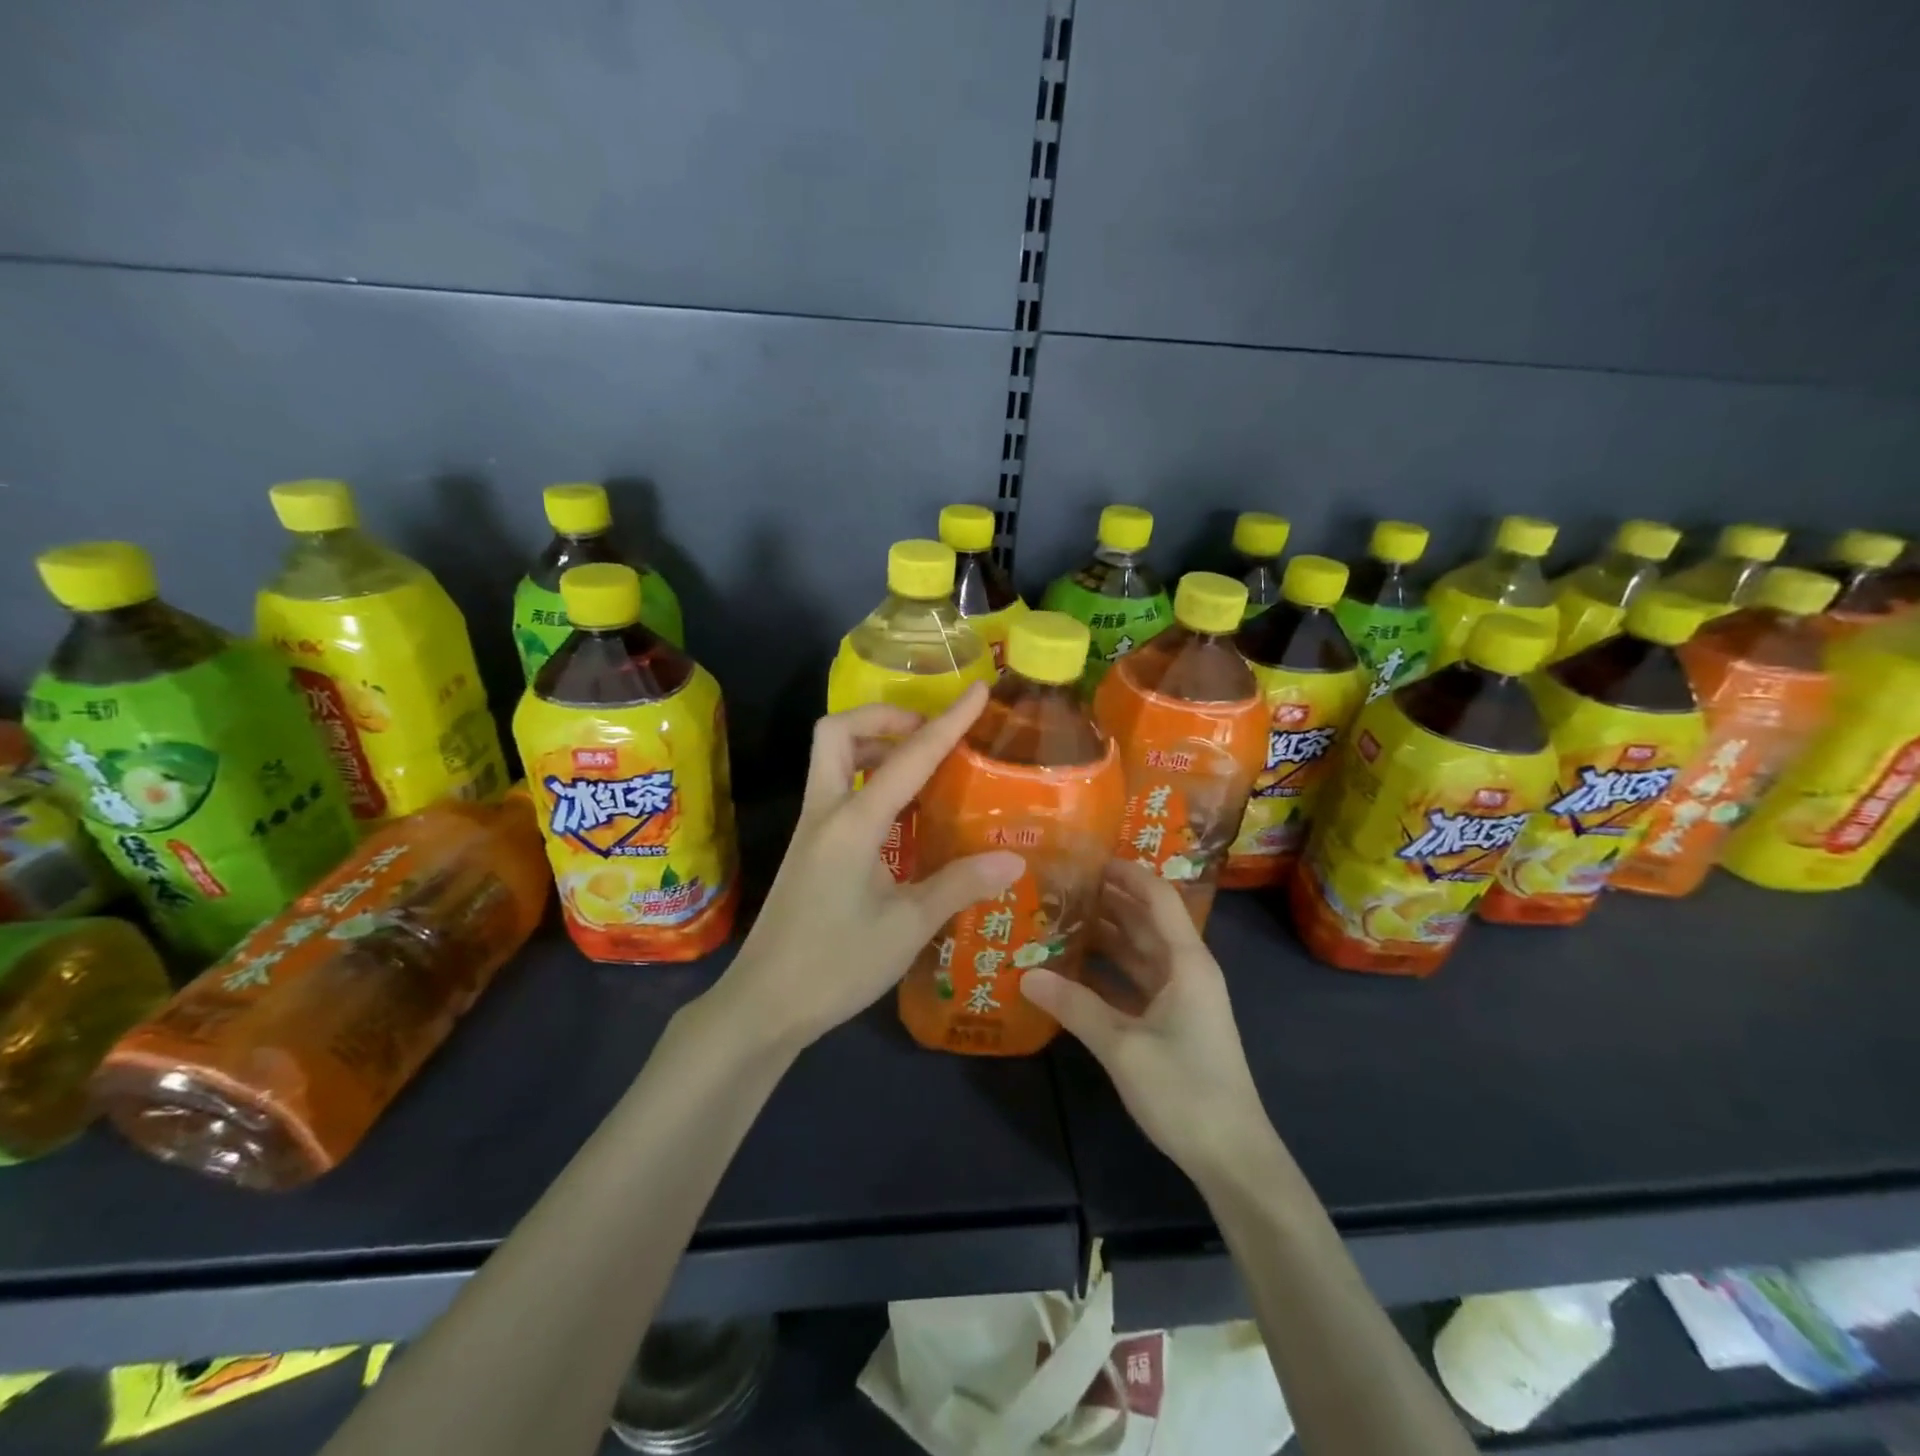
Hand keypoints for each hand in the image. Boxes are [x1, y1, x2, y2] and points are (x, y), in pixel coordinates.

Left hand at [713, 682, 1023, 1052]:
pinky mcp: (809, 849)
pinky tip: (903, 813)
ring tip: (923, 766)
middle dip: (884, 717)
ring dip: (874, 744)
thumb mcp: (906, 927)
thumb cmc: (835, 966)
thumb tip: (1014, 859)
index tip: (978, 690)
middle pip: (838, 732)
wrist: (764, 1005)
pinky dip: (869, 778)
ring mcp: (812, 829)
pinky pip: (837, 789)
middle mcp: (826, 812)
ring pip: (832, 758)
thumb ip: (959, 885)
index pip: (908, 758)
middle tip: (928, 736)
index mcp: (853, 822)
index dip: (948, 721)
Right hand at [1020, 860, 1272, 1181]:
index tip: (1087, 857)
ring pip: (1139, 951)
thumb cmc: (1185, 1090)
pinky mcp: (1173, 1022)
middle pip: (1146, 920)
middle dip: (1108, 899)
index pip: (1157, 897)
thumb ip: (1074, 1007)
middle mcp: (1186, 970)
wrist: (1232, 1157)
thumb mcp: (1122, 1046)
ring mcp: (1181, 997)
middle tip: (1061, 884)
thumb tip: (1025, 975)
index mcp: (1186, 962)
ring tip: (1060, 917)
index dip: (1126, 873)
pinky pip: (1136, 981)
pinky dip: (1109, 971)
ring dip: (1106, 934)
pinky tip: (1073, 969)